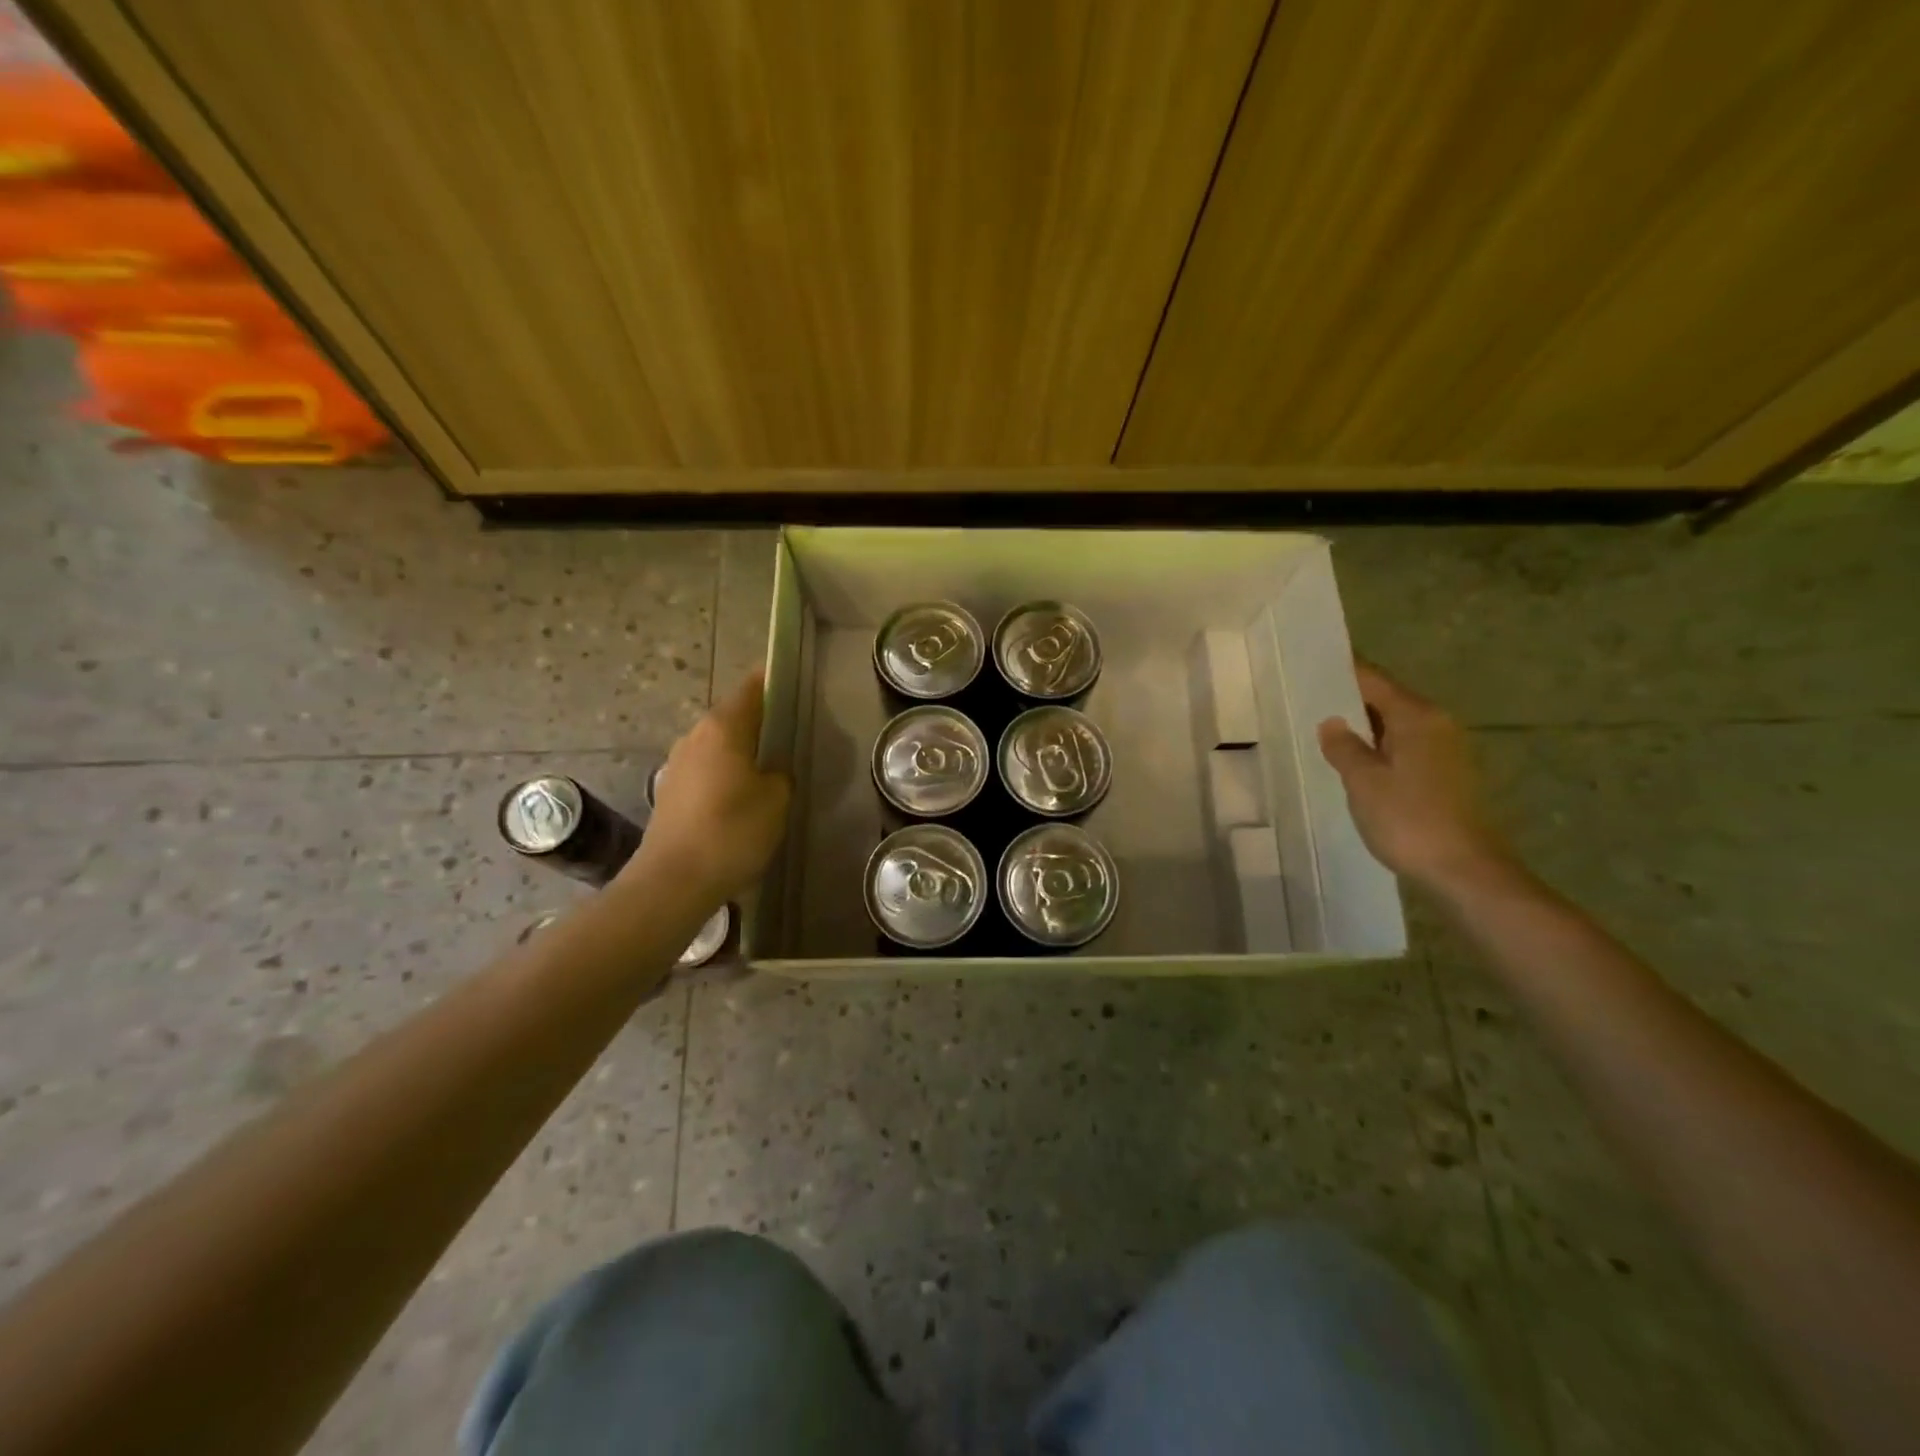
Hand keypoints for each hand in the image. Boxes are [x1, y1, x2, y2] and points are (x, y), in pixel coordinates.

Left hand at [629, 672, 790, 901]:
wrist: (673, 880)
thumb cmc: (732, 831)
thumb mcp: (776, 800)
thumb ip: (780, 773)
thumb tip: (773, 767)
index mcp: (723, 727)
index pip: (752, 687)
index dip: (774, 681)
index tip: (796, 684)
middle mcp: (696, 735)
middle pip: (733, 715)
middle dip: (761, 720)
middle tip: (792, 733)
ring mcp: (678, 763)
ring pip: (719, 744)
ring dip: (742, 749)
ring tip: (770, 767)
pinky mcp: (671, 791)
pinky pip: (707, 769)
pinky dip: (727, 773)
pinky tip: (743, 796)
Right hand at [1317, 661, 1512, 892]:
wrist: (1464, 870)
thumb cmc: (1409, 819)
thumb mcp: (1364, 782)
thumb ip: (1344, 747)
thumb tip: (1332, 722)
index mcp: (1417, 717)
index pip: (1374, 681)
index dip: (1344, 671)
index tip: (1312, 664)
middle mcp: (1437, 725)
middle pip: (1387, 700)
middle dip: (1351, 698)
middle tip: (1308, 697)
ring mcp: (1445, 751)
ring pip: (1396, 726)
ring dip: (1364, 726)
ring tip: (1324, 729)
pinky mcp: (1446, 776)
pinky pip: (1404, 747)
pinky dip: (1379, 747)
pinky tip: (1355, 761)